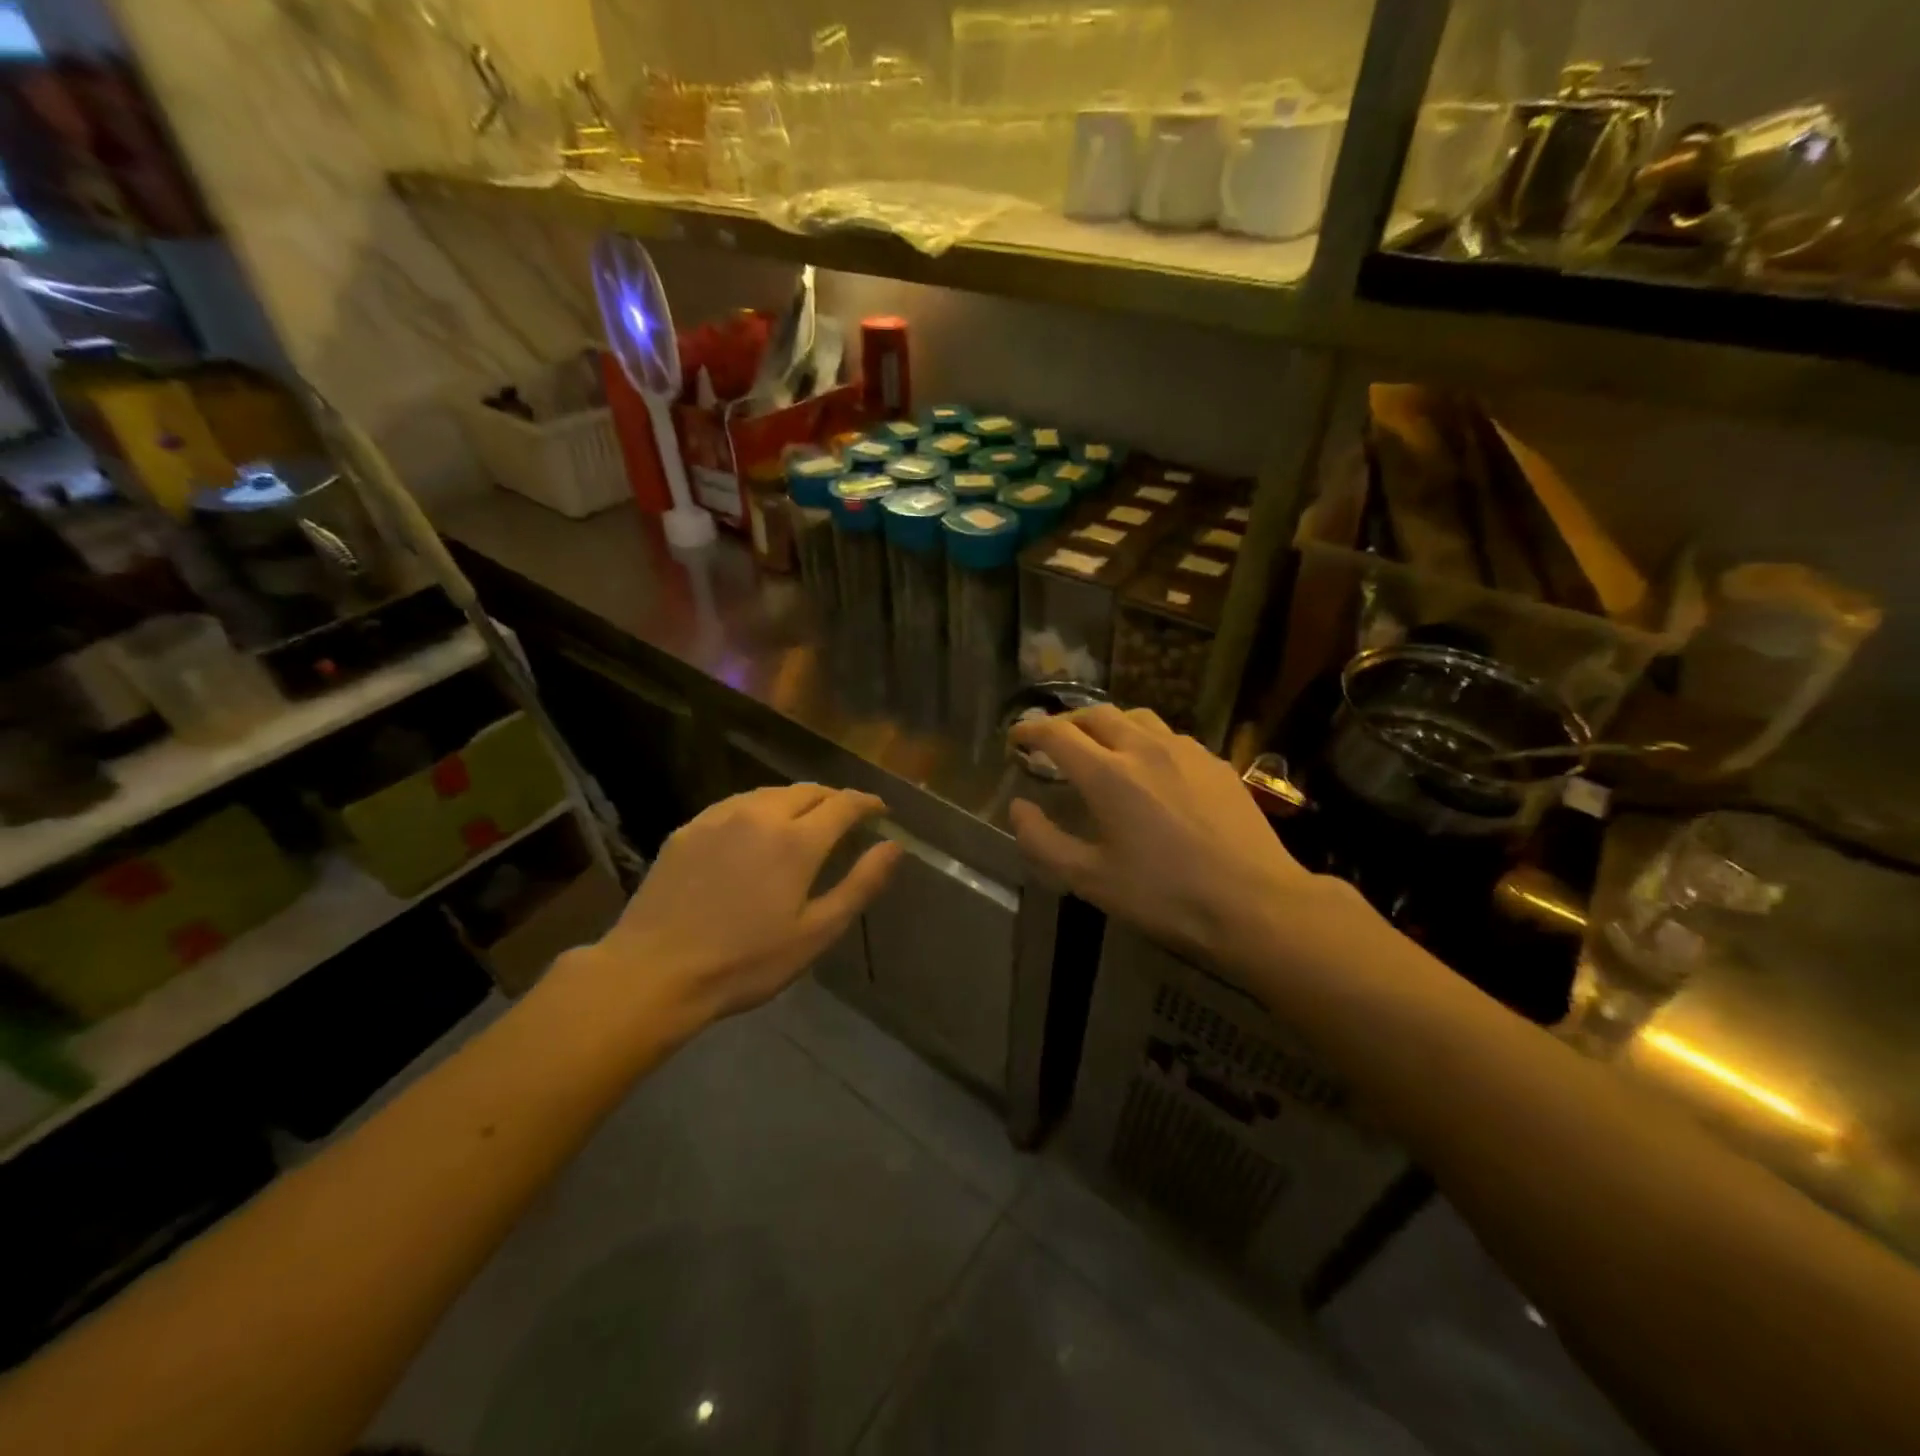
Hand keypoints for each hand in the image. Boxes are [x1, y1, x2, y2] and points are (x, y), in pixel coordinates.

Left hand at [583, 785, 901, 1027]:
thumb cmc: (745, 962)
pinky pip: (736, 805)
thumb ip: (860, 884)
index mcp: (797, 840)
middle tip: (846, 818)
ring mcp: (719, 817)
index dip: (867, 803)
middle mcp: (760, 814)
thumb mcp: (816, 932)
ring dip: (797, 801)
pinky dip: (760, 809)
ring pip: (770, 793)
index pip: (843, 803)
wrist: (654, 972)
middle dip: (834, 799)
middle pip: (808, 791)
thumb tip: (895, 846)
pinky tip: (756, 831)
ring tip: (805, 821)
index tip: (880, 810)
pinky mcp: (689, 828)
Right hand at [1009, 706, 1358, 975]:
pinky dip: (1144, 739)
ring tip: (1100, 746)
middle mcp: (1144, 748)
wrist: (1255, 904)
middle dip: (1067, 722)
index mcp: (1108, 774)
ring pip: (1137, 717)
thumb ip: (1043, 841)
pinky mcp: (1216, 763)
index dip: (1030, 730)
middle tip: (1053, 741)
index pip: (1058, 734)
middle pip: (1096, 714)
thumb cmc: (1164, 896)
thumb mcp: (1089, 880)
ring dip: (1108, 724)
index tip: (1016, 736)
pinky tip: (1151, 767)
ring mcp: (1186, 751)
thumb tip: (1019, 808)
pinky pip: (1170, 736)